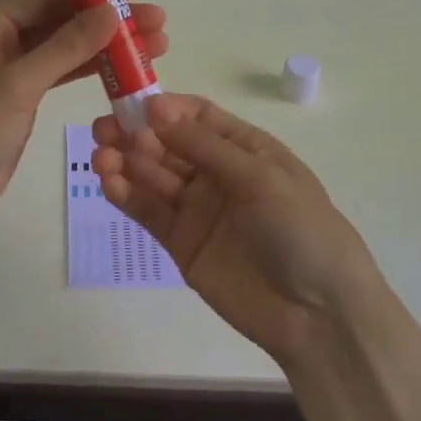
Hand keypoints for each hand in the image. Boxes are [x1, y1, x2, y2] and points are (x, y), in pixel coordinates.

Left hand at [0, 0, 168, 237]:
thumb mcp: (16, 84)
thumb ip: (65, 47)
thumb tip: (111, 10)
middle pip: (60, 22)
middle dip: (107, 22)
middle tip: (158, 23)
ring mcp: (9, 72)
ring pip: (65, 50)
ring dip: (105, 48)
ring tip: (155, 45)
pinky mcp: (20, 101)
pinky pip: (60, 76)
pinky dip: (91, 72)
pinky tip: (125, 71)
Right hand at [93, 94, 378, 362]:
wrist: (320, 316)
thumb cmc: (301, 230)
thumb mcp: (260, 178)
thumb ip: (204, 146)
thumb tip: (156, 107)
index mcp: (245, 149)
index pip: (198, 116)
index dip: (166, 108)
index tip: (134, 104)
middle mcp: (217, 173)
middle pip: (168, 143)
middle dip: (136, 133)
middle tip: (103, 129)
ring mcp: (198, 209)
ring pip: (153, 175)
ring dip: (125, 162)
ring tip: (100, 155)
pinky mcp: (181, 243)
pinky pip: (149, 212)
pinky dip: (126, 195)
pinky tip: (108, 182)